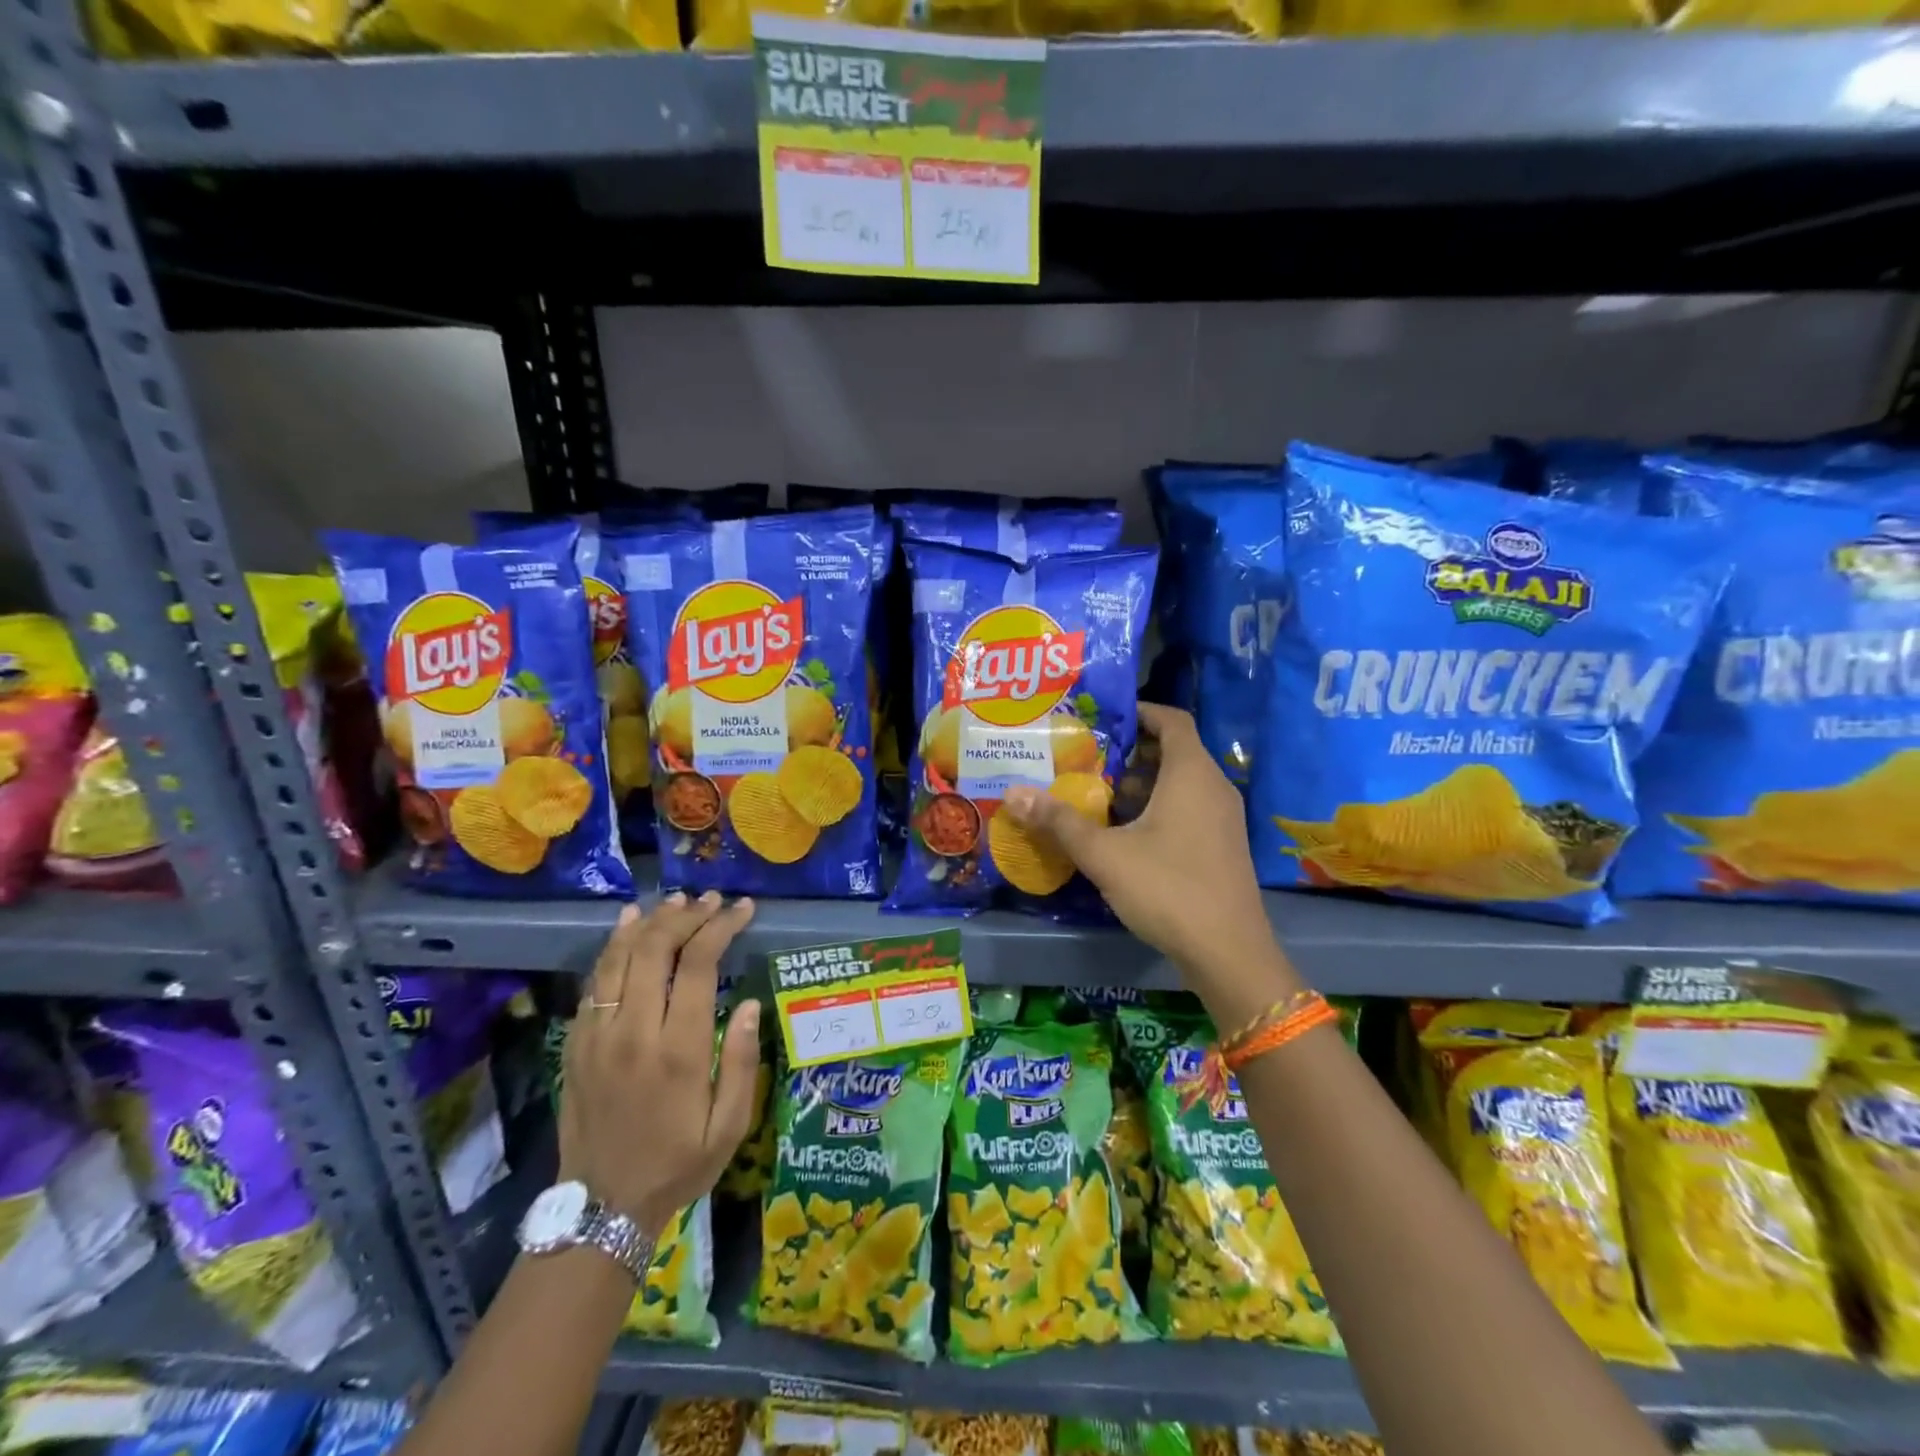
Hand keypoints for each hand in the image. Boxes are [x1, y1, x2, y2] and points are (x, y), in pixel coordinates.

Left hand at [560, 892, 761, 1237]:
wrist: (601, 1210)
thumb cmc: (678, 1165)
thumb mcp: (729, 1126)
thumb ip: (740, 1061)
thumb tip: (748, 1004)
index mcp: (678, 1050)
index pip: (698, 964)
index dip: (721, 926)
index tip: (742, 909)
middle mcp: (634, 1032)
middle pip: (656, 948)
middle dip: (687, 914)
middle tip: (712, 899)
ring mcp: (597, 1035)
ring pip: (620, 957)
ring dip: (649, 921)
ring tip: (676, 900)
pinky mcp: (576, 1043)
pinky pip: (594, 981)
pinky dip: (613, 946)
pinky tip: (629, 925)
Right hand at [1002, 704, 1298, 1004]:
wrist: (1228, 953)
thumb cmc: (1167, 889)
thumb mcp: (1105, 854)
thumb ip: (1059, 821)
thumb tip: (1012, 793)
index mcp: (1191, 774)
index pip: (1171, 719)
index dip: (1139, 712)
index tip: (1101, 719)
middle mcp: (1214, 787)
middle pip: (1173, 751)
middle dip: (1129, 752)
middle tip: (1086, 758)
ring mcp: (1223, 818)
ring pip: (1180, 783)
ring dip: (1141, 783)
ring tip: (1096, 794)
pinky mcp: (1222, 845)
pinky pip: (1188, 808)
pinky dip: (1157, 807)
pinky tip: (1124, 833)